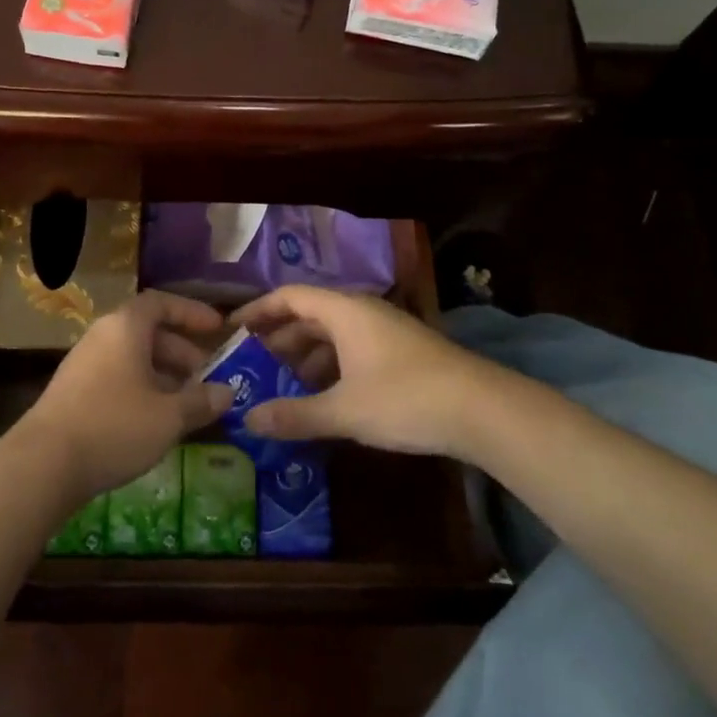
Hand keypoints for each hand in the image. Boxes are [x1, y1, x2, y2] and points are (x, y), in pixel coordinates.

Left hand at [15, 290, 232, 501]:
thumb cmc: (115, 426)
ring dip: (163, 375)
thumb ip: (201, 401)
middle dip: (182, 352)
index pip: (161, 303)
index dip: (191, 312)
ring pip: (133, 358)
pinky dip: (141, 389)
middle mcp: (102, 336)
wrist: (44, 463)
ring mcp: (84, 363)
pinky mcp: (73, 391)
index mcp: (125, 327)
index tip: (217, 329)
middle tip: (206, 378)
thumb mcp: (169, 416)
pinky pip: (117, 377)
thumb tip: (228, 392)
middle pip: (148, 332)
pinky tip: (154, 421)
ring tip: (187, 404)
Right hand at [232, 286, 520, 459]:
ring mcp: (386, 330)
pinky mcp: (402, 351)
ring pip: (334, 333)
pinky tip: (326, 395)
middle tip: (252, 363)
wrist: (483, 410)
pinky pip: (353, 348)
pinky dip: (332, 365)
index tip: (232, 330)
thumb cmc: (405, 399)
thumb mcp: (344, 411)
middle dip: (280, 337)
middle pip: (310, 314)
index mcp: (344, 311)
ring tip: (284, 383)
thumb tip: (248, 420)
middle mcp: (363, 312)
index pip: (289, 297)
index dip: (258, 310)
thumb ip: (295, 415)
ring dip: (306, 354)